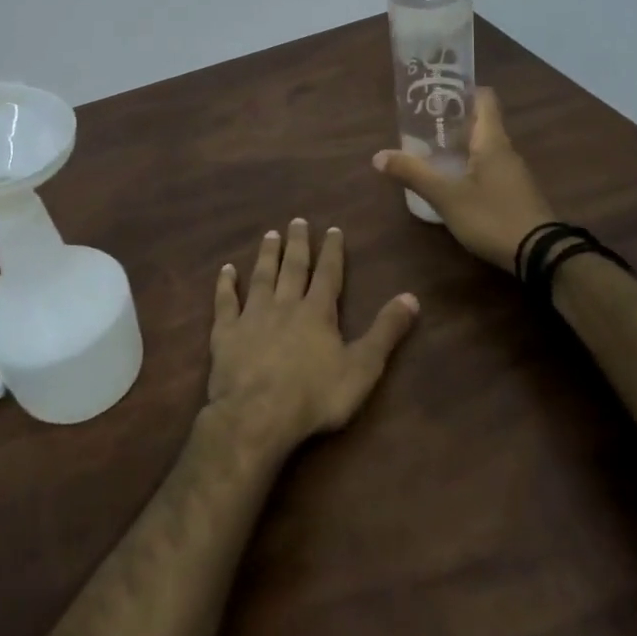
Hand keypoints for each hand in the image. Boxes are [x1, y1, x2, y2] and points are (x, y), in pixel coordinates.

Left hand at [204, 219, 417, 459]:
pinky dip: (225, 285)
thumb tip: (411, 297)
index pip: (328, 274)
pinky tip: (225, 270)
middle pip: (293, 268)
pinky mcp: (226, 333)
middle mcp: (284, 305)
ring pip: (261, 277)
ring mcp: (252, 316)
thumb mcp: (362, 367)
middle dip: (298, 244)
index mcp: (317, 313)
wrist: (257, 415)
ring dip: (267, 255)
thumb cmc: (315, 396)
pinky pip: (225, 302)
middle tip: (297, 221)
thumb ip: (385, 331)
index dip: (332, 252)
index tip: (333, 229)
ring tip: (270, 235)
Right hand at [372, 87, 557, 270]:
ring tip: (429, 151)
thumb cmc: (492, 216)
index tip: (436, 94)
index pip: (484, 99)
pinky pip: (489, 169)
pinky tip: (451, 181)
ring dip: (459, 145)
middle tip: (421, 124)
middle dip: (452, 121)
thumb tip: (378, 156)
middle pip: (481, 123)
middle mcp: (506, 151)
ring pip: (484, 148)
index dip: (462, 91)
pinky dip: (469, 166)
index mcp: (492, 141)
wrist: (540, 256)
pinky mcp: (515, 194)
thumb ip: (413, 174)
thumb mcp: (446, 196)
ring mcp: (513, 174)